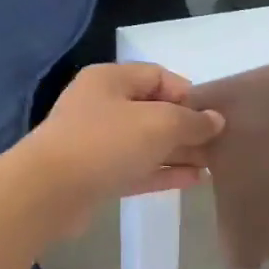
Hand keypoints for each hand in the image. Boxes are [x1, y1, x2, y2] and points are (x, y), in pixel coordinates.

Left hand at [21, 64, 223, 233]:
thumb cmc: (105, 143)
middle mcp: (102, 105)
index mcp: (110, 79)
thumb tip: (215, 120)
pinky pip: (137, 168)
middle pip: (154, 111)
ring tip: (213, 165)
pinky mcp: (96, 175)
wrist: (48, 192)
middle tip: (219, 145)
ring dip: (179, 152)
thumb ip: (192, 121)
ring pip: (147, 143)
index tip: (212, 117)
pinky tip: (193, 180)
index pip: (159, 77)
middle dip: (187, 127)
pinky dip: (163, 172)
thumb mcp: (159, 124)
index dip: (189, 94)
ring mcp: (97, 142)